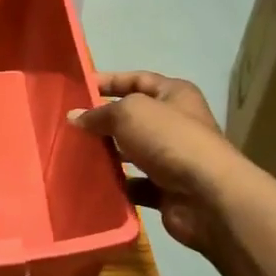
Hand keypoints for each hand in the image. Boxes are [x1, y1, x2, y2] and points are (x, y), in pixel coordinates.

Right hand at [68, 71, 229, 251]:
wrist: (207, 196)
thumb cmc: (170, 140)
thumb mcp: (129, 113)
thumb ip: (99, 113)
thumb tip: (75, 117)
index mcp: (174, 95)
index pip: (137, 79)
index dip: (108, 81)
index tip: (77, 89)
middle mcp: (175, 123)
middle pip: (132, 118)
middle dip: (102, 121)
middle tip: (69, 126)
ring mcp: (171, 158)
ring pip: (131, 152)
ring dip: (106, 154)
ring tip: (73, 154)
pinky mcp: (166, 189)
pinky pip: (133, 184)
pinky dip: (115, 184)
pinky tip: (91, 183)